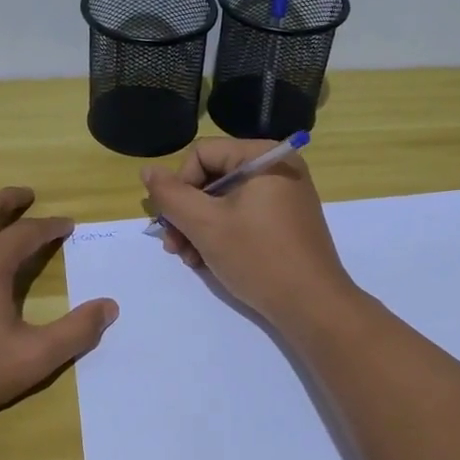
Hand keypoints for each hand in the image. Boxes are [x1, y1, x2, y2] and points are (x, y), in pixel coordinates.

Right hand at [141, 140, 356, 329]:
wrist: (312, 306)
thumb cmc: (258, 257)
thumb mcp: (205, 224)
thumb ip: (171, 195)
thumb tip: (147, 171)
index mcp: (263, 156)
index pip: (202, 154)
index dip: (180, 186)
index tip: (172, 222)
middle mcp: (277, 168)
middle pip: (212, 177)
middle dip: (186, 212)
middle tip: (173, 246)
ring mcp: (284, 196)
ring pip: (224, 201)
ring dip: (198, 227)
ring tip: (188, 258)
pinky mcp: (286, 222)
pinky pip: (243, 216)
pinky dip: (221, 234)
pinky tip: (206, 261)